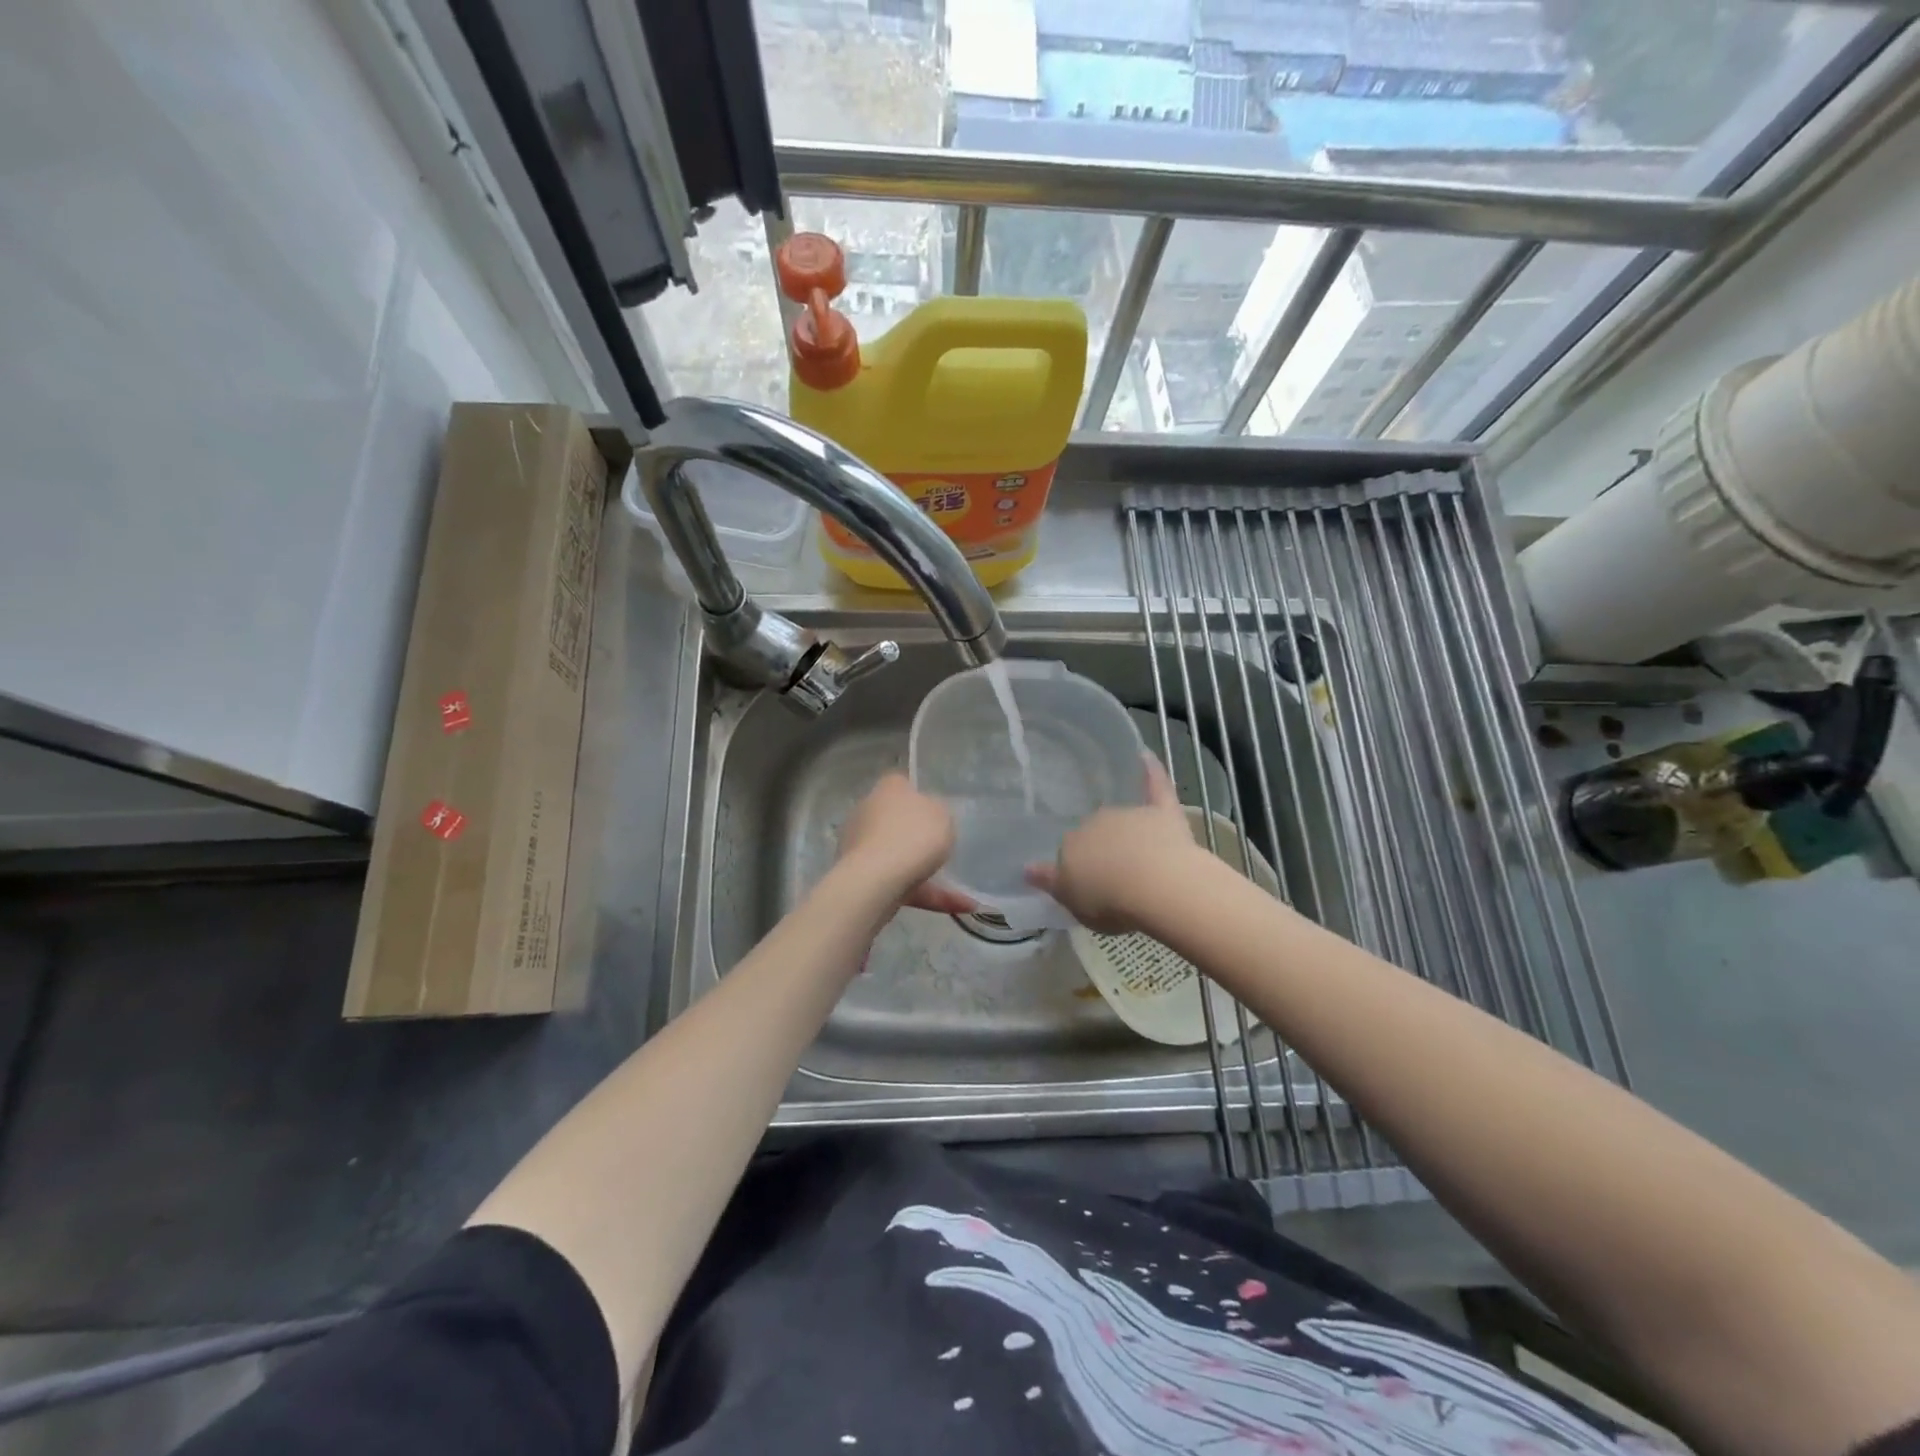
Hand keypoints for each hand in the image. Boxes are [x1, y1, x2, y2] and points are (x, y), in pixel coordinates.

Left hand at [837, 774, 974, 914]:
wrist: (877, 881)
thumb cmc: (913, 835)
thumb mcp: (942, 814)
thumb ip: (938, 812)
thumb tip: (928, 813)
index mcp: (887, 789)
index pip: (901, 783)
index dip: (918, 794)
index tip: (936, 809)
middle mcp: (868, 812)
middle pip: (896, 820)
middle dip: (917, 835)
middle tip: (944, 845)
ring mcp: (861, 846)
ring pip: (899, 856)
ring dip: (927, 872)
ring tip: (963, 892)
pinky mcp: (863, 877)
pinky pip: (901, 884)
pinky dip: (927, 894)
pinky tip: (959, 906)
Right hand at [1026, 754, 1201, 932]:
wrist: (1157, 886)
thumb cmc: (1109, 900)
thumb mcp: (1071, 900)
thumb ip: (1050, 881)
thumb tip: (1027, 868)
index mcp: (1071, 844)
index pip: (1069, 849)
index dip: (1078, 867)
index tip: (1086, 882)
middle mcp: (1096, 822)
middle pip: (1095, 833)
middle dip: (1100, 848)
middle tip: (1111, 873)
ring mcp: (1130, 815)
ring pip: (1122, 819)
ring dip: (1124, 830)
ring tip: (1135, 855)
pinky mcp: (1163, 813)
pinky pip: (1156, 785)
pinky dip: (1151, 770)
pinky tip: (1144, 754)